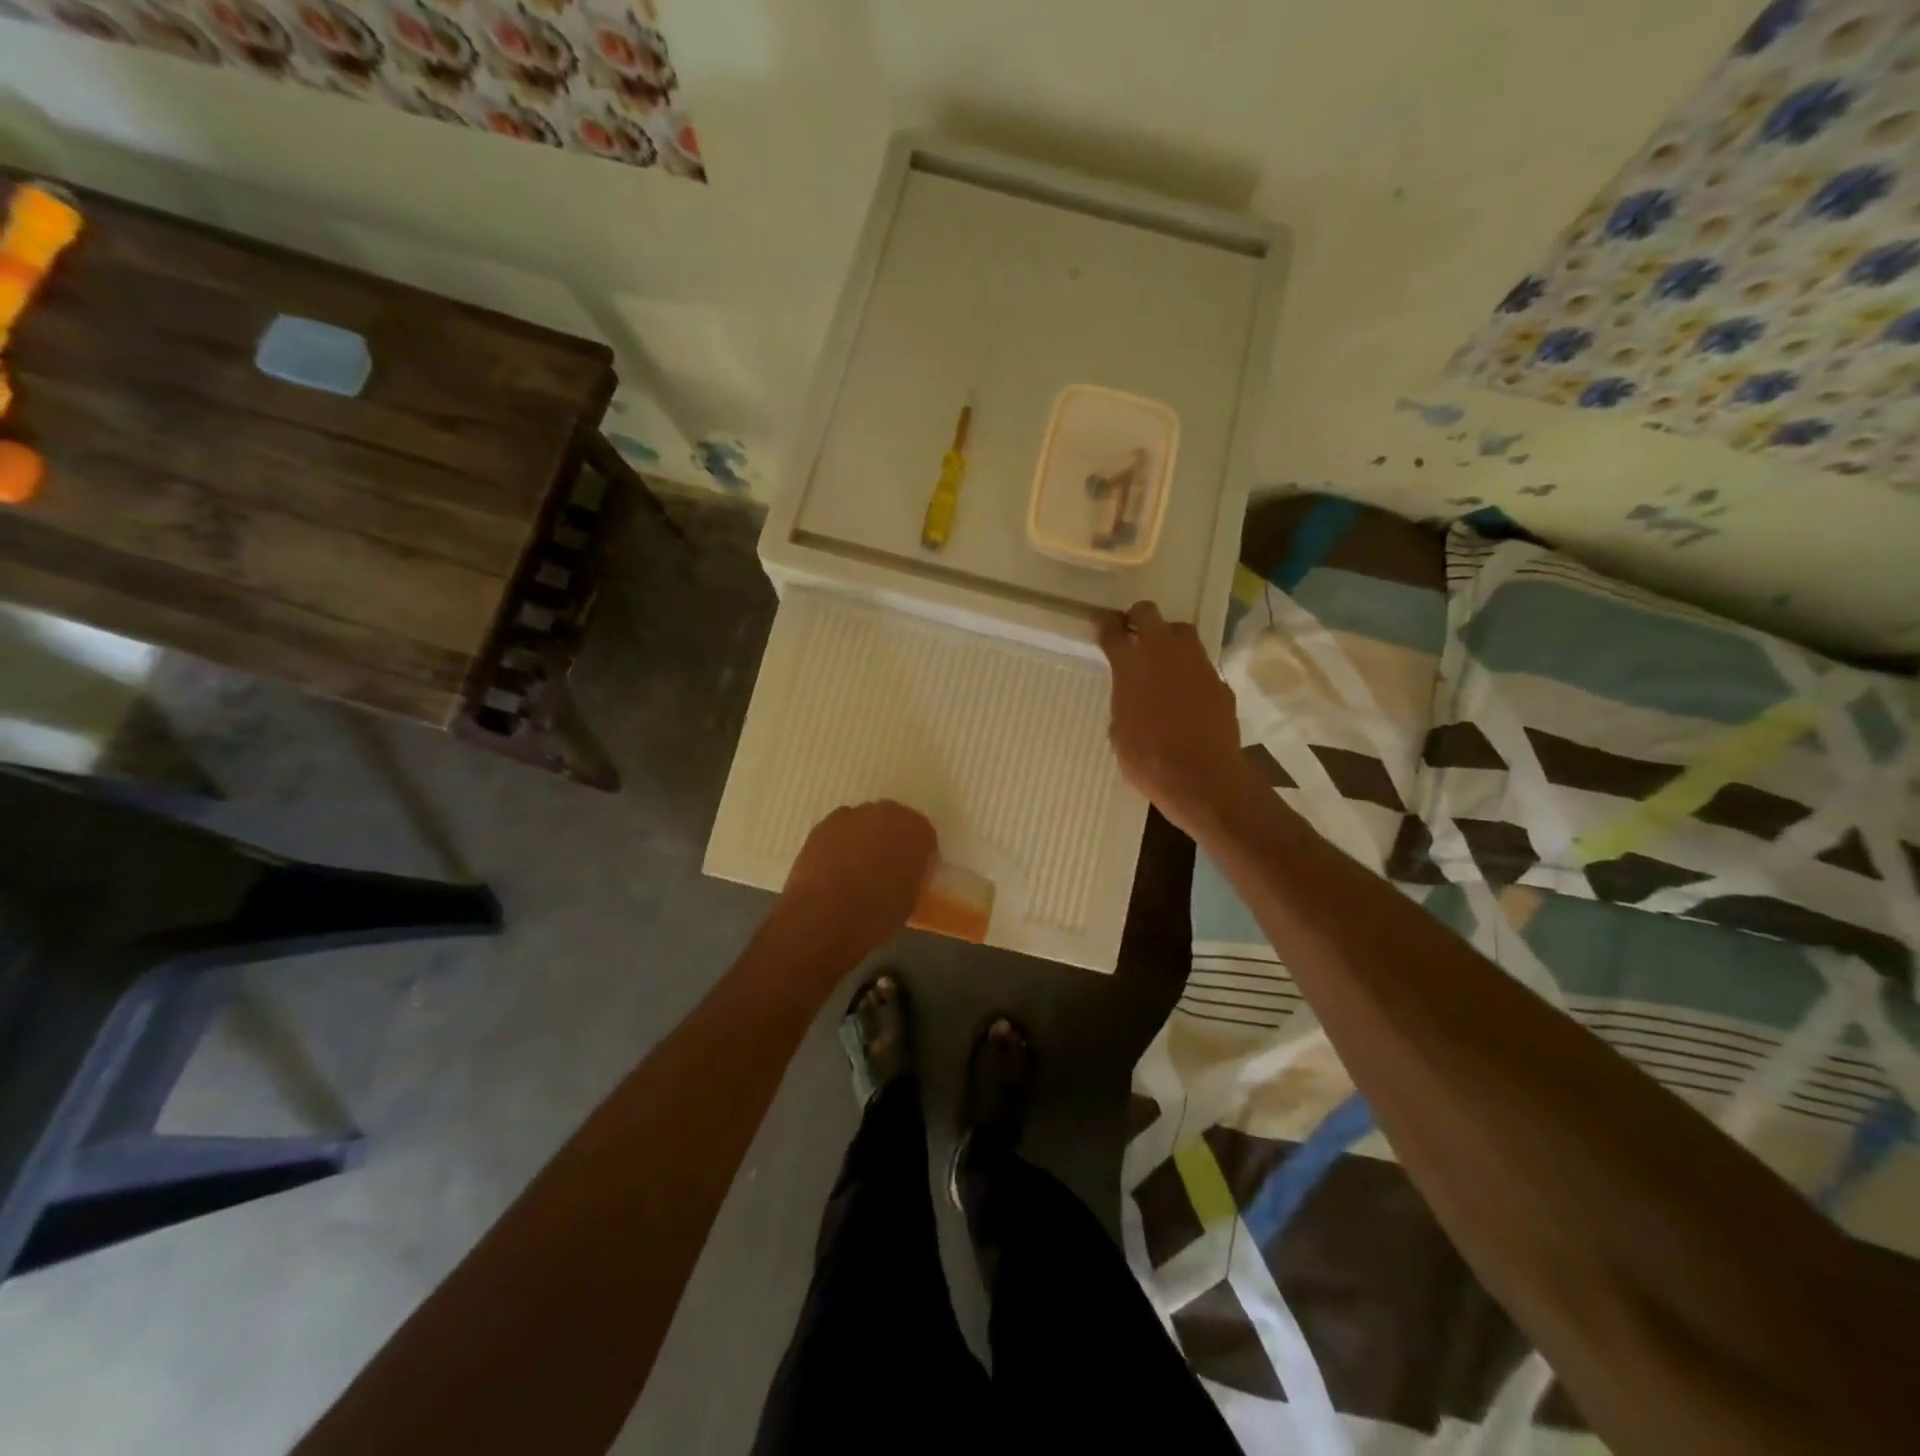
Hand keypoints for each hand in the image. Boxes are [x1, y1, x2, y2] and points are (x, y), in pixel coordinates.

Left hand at [779, 801, 938, 961]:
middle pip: (893, 821)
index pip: (924, 835)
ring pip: (864, 823)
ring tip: (856, 869)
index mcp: (914, 830)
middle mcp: (885, 813)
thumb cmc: (876, 914)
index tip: (913, 872)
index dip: (919, 854)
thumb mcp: (910, 899)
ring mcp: (850, 816)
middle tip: (887, 867)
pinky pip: (839, 831)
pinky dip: (840, 845)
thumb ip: (912, 875)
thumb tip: (904, 872)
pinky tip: (834, 869)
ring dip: (864, 839)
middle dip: (892, 840)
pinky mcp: (822, 826)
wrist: (823, 918)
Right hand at [1096, 601, 1254, 837]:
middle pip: (1148, 613)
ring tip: (1162, 662)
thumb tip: (1133, 695)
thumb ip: (1125, 701)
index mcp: (1131, 665)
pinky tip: (1186, 696)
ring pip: (1182, 633)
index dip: (1104, 624)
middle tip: (1132, 634)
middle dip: (1137, 618)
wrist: (1202, 777)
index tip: (1101, 624)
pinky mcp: (1219, 682)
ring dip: (1168, 640)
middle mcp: (1164, 654)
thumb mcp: (1120, 730)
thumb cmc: (1148, 759)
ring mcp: (1197, 664)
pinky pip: (1200, 666)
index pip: (1112, 630)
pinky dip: (1190, 673)